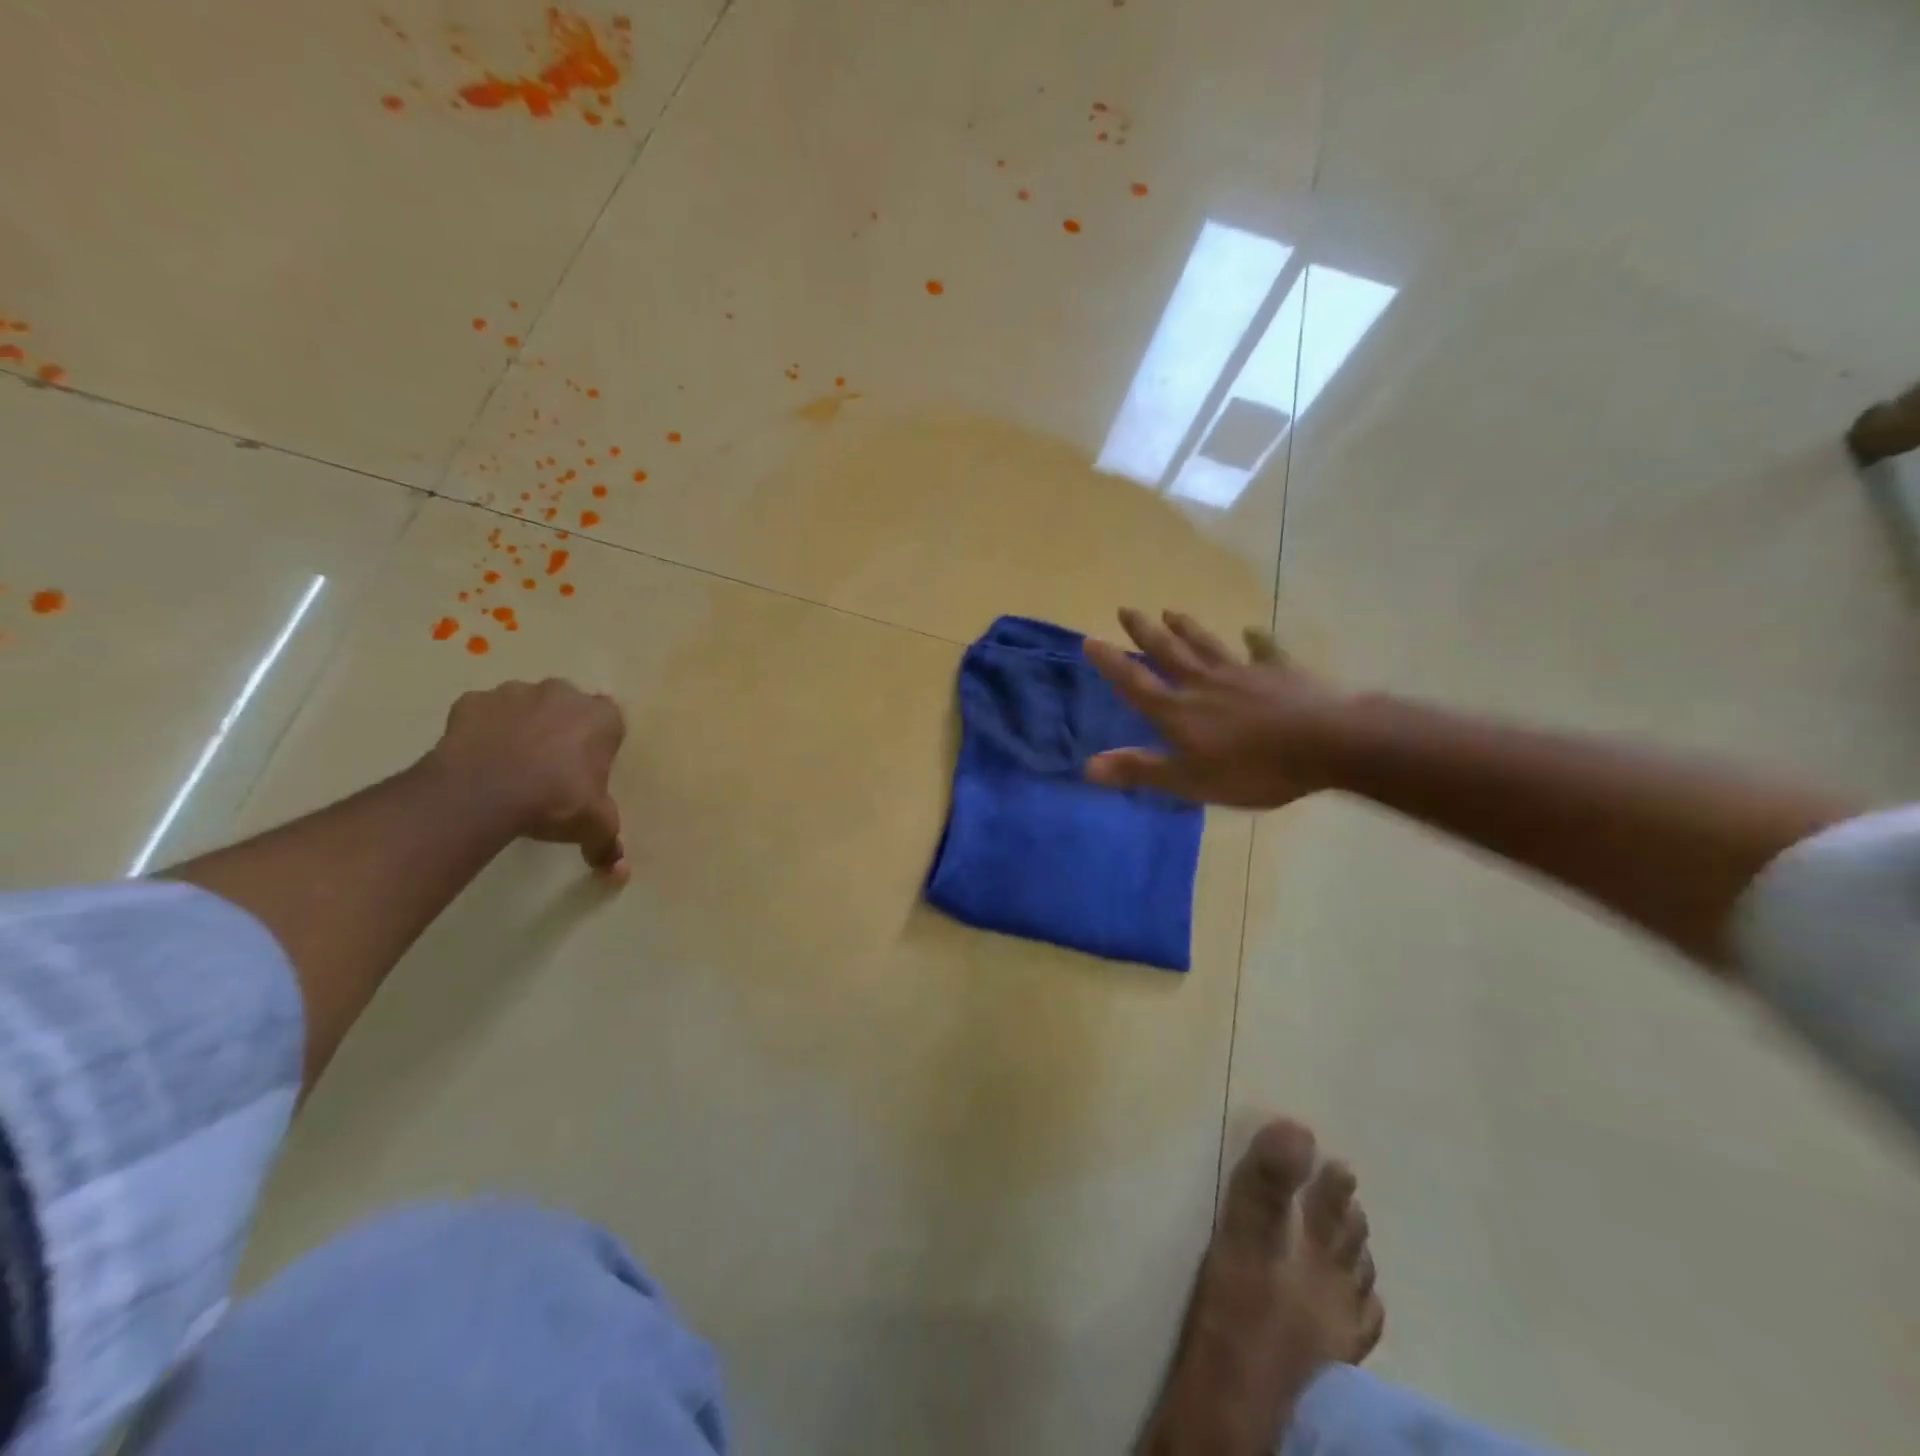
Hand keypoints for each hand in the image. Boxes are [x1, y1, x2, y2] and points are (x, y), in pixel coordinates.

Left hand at [428, 678, 628, 878]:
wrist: (483, 792)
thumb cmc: (556, 799)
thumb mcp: (594, 826)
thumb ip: (608, 844)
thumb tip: (618, 873)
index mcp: (601, 717)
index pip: (610, 722)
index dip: (599, 744)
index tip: (587, 768)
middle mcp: (562, 694)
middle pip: (567, 706)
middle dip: (562, 729)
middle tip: (552, 767)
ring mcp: (514, 693)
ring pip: (524, 706)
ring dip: (523, 726)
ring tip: (513, 765)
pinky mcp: (472, 702)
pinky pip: (483, 714)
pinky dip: (483, 731)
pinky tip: (480, 760)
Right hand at [1082, 608, 1347, 808]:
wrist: (1327, 744)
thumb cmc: (1253, 768)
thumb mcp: (1190, 780)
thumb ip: (1141, 770)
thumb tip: (1087, 766)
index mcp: (1179, 711)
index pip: (1136, 683)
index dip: (1111, 664)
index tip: (1090, 640)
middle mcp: (1204, 683)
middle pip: (1169, 652)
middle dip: (1145, 632)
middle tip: (1126, 609)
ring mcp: (1243, 673)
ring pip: (1207, 645)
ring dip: (1188, 628)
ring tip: (1172, 610)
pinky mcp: (1280, 672)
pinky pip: (1264, 652)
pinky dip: (1256, 641)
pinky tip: (1252, 630)